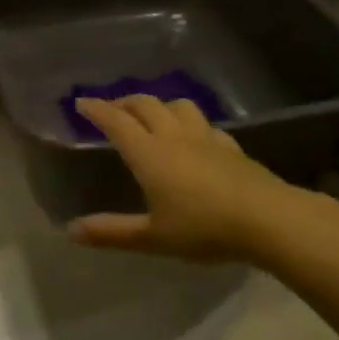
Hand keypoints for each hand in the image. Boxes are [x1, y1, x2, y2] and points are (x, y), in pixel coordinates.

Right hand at [68, 96, 301, 264]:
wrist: (267, 219)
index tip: (81, 102)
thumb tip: (71, 231)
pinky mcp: (230, 145)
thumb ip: (112, 232)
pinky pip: (204, 123)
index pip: (117, 121)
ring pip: (178, 106)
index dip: (97, 109)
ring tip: (151, 114)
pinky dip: (189, 121)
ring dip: (158, 104)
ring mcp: (206, 137)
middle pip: (146, 105)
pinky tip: (193, 136)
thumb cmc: (204, 228)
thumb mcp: (153, 237)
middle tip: (112, 108)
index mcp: (149, 154)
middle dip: (124, 102)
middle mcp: (174, 136)